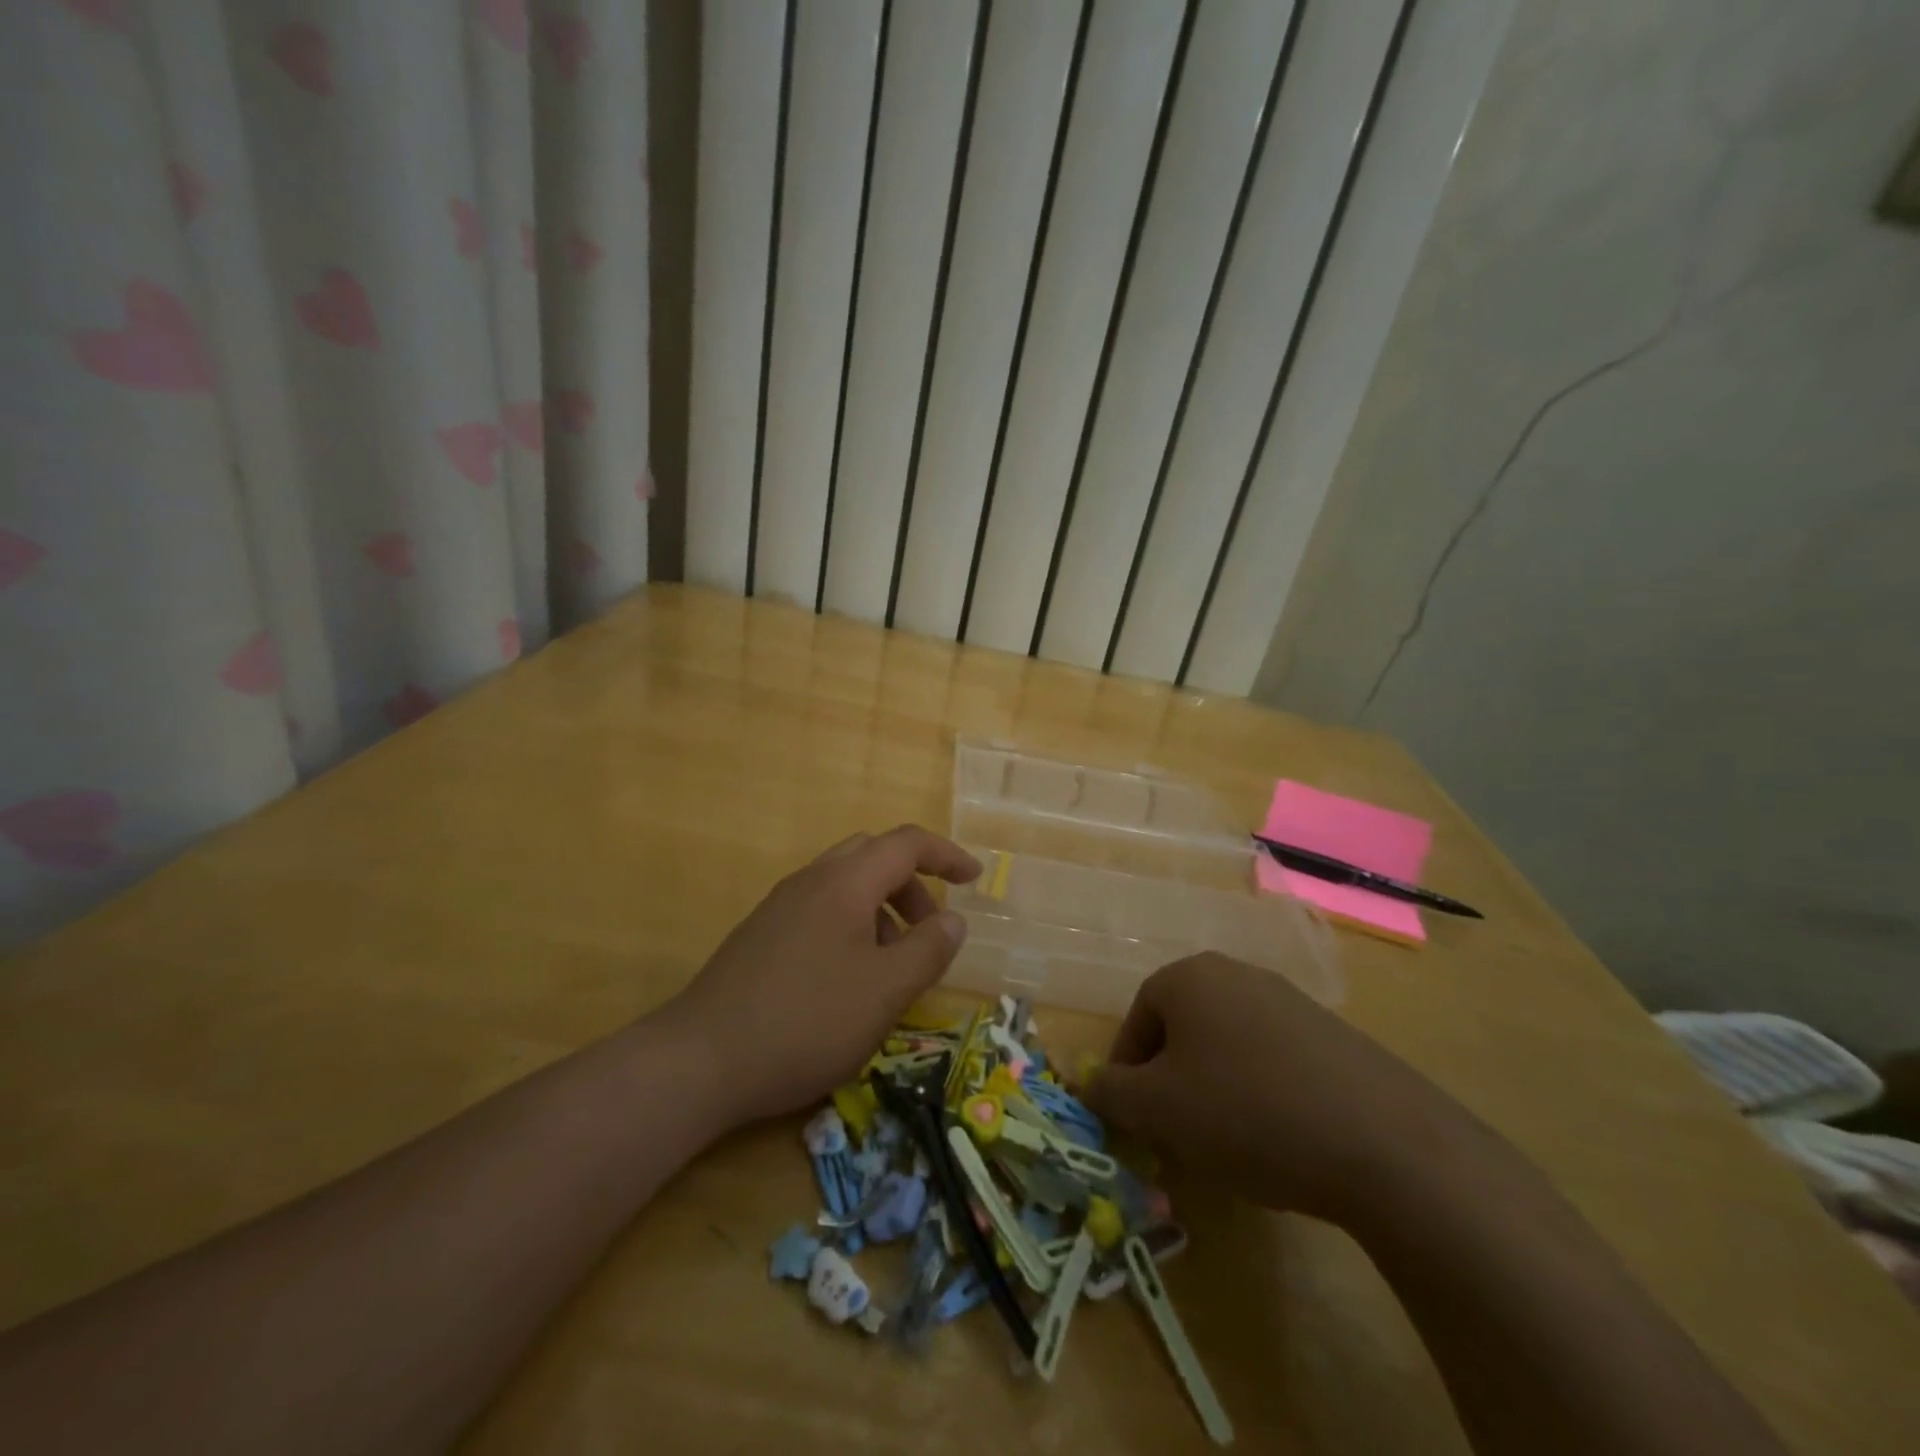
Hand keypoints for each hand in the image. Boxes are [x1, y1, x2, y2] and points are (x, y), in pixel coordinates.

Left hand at [663, 826, 980, 1125]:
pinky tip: (849, 980)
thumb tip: (953, 920)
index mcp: (844, 882)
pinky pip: (820, 910)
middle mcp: (811, 881)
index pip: (906, 843)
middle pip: (873, 857)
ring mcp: (780, 907)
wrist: (701, 1061)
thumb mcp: (885, 991)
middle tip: (930, 929)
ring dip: (881, 909)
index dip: (946, 855)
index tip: (975, 879)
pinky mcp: (761, 936)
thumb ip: (928, 950)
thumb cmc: (807, 1020)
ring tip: (891, 966)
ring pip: (845, 885)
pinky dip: (852, 926)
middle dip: (912, 885)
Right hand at [1084, 952, 1478, 1225]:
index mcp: (1189, 977)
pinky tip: (1279, 1137)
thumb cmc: (1245, 1112)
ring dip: (1214, 1087)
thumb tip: (1087, 1080)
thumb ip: (1110, 1091)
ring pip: (1227, 1043)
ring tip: (1227, 1141)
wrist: (1382, 1141)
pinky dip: (1261, 1092)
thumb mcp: (1158, 1110)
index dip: (1127, 1071)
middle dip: (1171, 1080)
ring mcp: (1290, 999)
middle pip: (1183, 1027)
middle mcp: (1237, 974)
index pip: (1137, 1018)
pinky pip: (1274, 1058)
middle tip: (1176, 1132)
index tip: (1134, 1118)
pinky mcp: (1332, 1034)